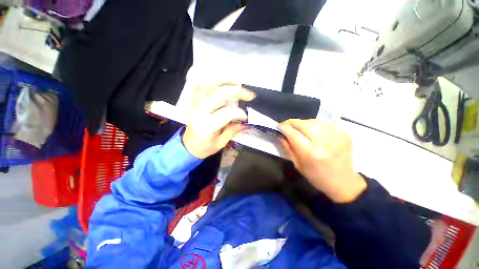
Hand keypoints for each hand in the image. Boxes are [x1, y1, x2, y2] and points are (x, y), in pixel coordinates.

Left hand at [182, 83, 255, 158]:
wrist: (188, 145)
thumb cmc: (205, 147)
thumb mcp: (221, 143)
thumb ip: (233, 130)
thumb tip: (246, 123)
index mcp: (207, 126)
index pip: (226, 113)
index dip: (239, 113)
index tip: (246, 118)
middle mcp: (200, 112)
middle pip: (219, 96)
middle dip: (237, 93)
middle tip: (250, 95)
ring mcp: (196, 104)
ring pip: (210, 86)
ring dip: (225, 81)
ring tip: (238, 83)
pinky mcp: (195, 101)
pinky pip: (202, 86)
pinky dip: (213, 81)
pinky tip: (223, 82)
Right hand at [278, 119, 366, 202]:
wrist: (344, 182)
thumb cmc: (317, 176)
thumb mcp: (297, 164)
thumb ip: (288, 147)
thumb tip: (280, 134)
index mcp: (311, 154)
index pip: (293, 134)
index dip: (284, 127)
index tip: (279, 126)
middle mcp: (324, 143)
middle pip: (303, 124)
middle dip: (292, 122)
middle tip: (287, 125)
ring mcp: (336, 136)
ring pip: (313, 121)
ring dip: (303, 123)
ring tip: (299, 128)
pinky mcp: (344, 133)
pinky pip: (324, 123)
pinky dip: (315, 124)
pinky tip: (312, 130)